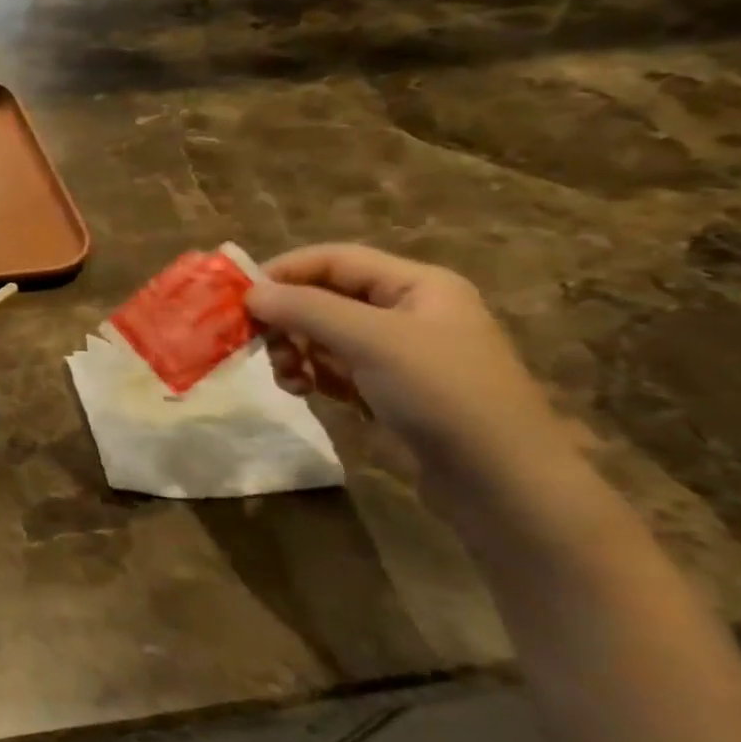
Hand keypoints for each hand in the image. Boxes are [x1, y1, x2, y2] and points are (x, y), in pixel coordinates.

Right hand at [245, 244, 572, 488]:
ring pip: (322, 335)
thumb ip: (306, 309)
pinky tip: (303, 392)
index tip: (241, 297)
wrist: (499, 481)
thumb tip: (250, 293)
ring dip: (295, 351)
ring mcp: (396, 353)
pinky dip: (310, 375)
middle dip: (288, 319)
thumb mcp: (371, 340)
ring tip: (288, 378)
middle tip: (262, 346)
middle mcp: (406, 311)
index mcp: (416, 285)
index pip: (335, 259)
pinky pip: (332, 368)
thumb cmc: (441, 394)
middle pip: (324, 297)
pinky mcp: (386, 389)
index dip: (285, 271)